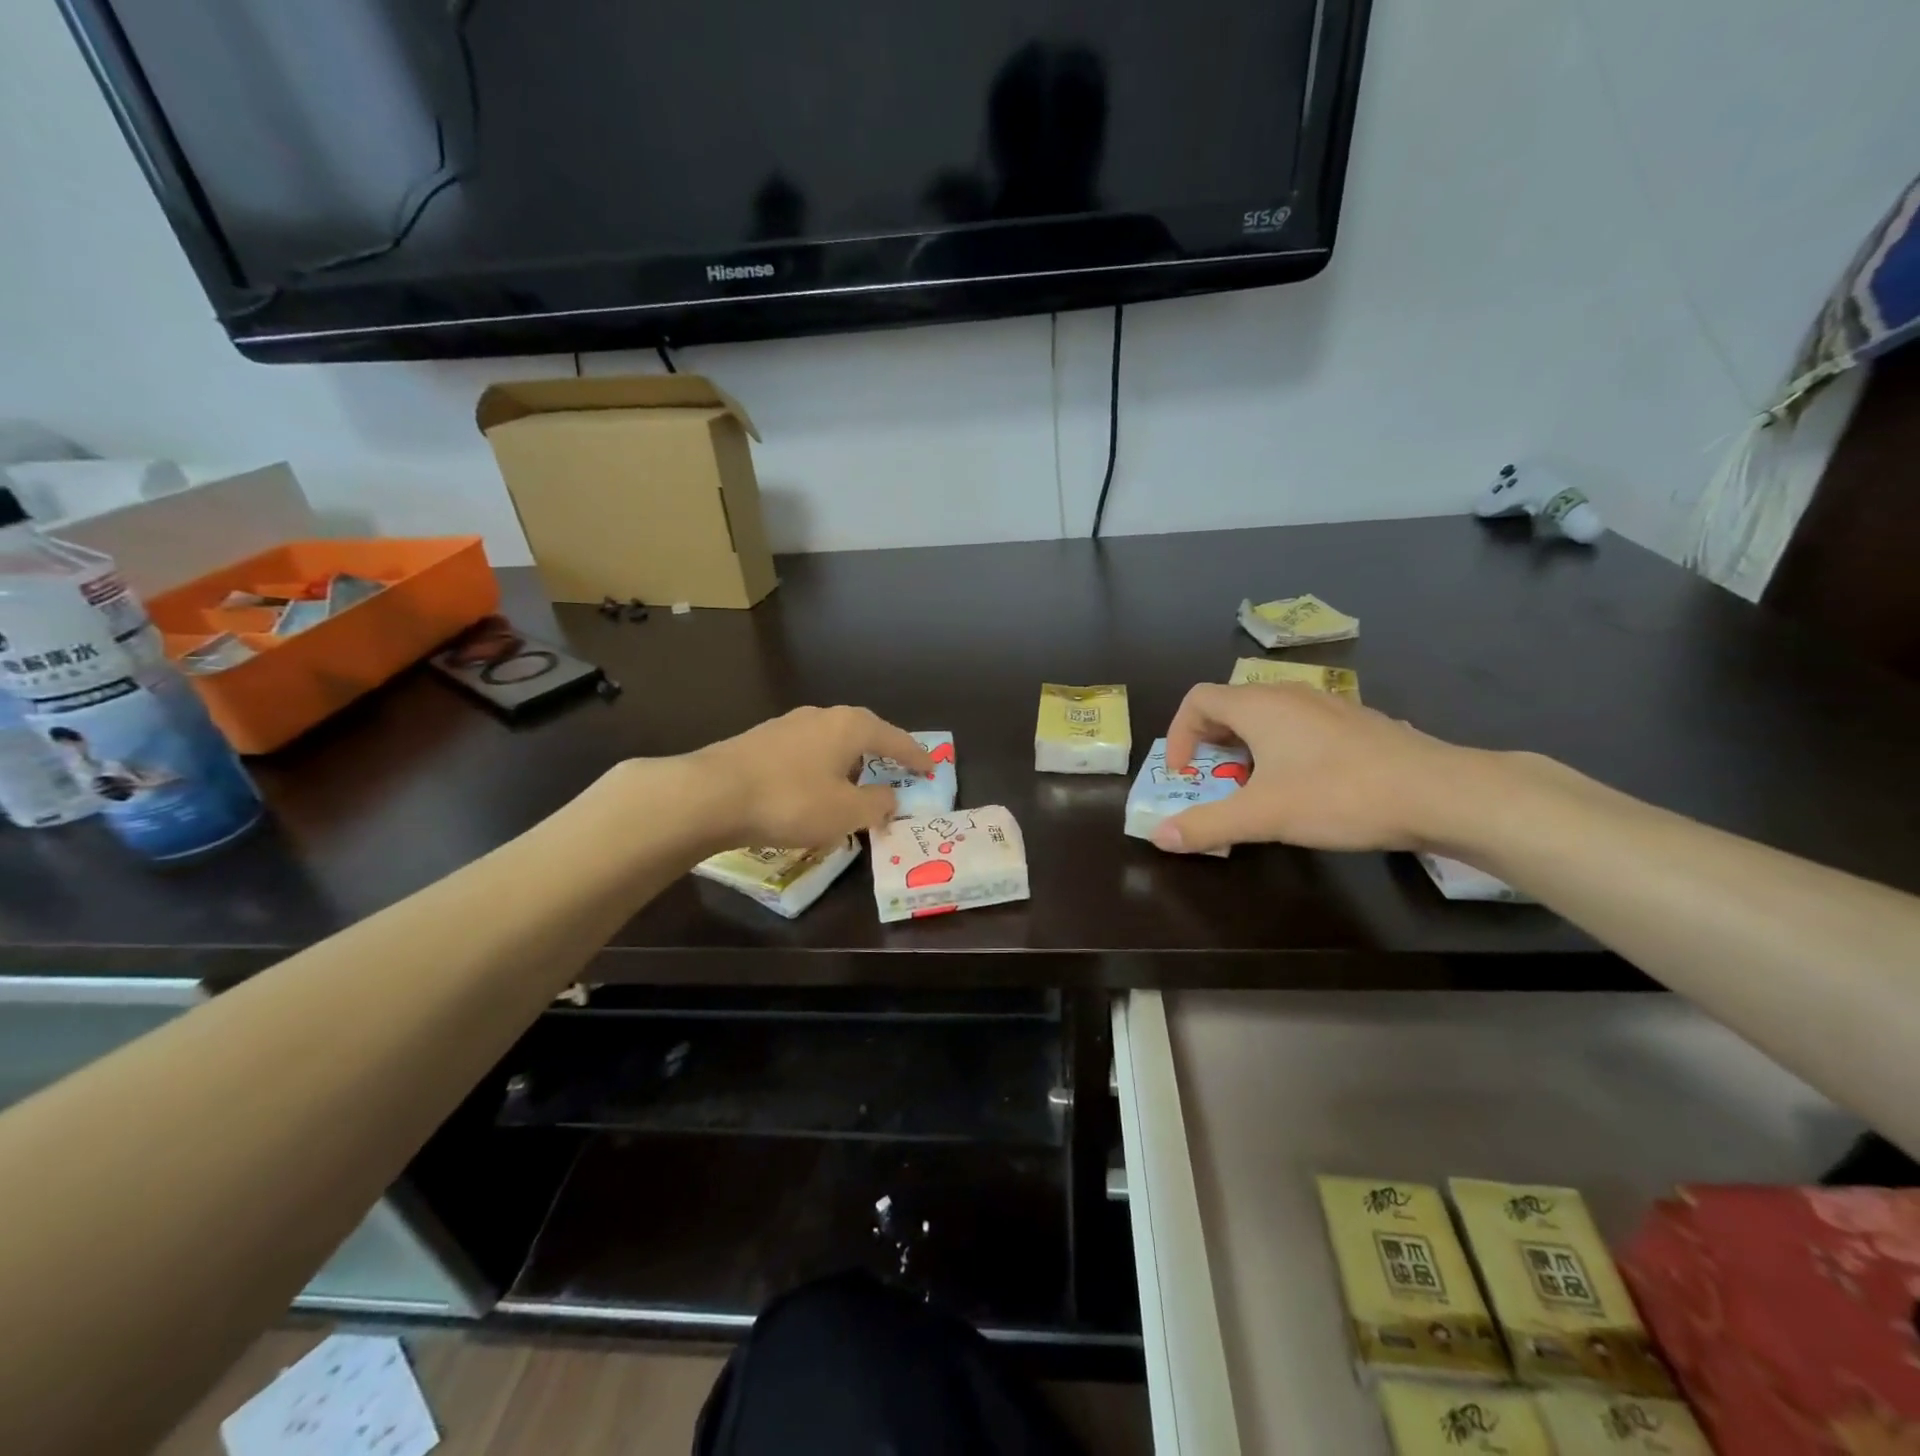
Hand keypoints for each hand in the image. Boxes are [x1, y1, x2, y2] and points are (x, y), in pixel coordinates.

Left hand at [687, 705, 932, 849]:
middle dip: (880, 752)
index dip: (916, 756)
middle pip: (862, 732)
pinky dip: (819, 769)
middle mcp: (821, 716)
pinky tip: (811, 790)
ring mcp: (786, 726)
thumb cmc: (792, 801)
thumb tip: (890, 798)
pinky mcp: (759, 742)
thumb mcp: (846, 812)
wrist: (711, 795)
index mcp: (850, 726)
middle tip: (895, 771)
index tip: (931, 768)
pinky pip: (804, 754)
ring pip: (830, 742)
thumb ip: (877, 804)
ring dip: (847, 762)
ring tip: (853, 784)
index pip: (895, 738)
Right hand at [1156, 683, 1472, 854]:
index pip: (1198, 700)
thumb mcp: (1263, 816)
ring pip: (1267, 718)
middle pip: (1230, 707)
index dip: (1180, 735)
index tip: (1185, 775)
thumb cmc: (1340, 795)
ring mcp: (1326, 705)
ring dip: (1246, 750)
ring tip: (1255, 789)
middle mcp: (1289, 695)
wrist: (1440, 792)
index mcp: (1259, 706)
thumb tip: (1159, 836)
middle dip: (1211, 745)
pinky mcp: (1354, 723)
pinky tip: (1304, 787)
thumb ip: (1207, 825)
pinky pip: (1299, 727)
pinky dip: (1281, 750)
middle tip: (1214, 784)